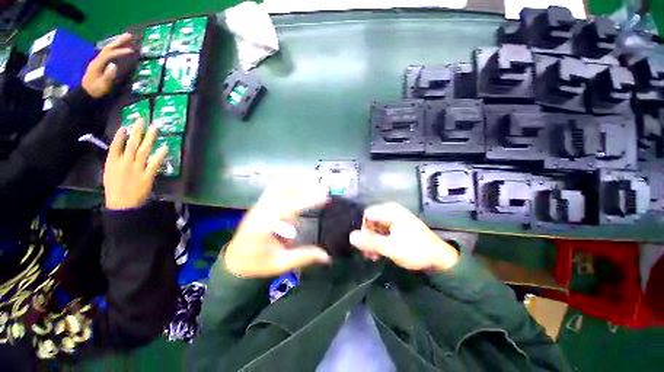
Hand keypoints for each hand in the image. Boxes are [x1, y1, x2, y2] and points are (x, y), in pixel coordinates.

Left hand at [82, 33, 136, 97]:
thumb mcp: (102, 85)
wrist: (87, 94)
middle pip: (109, 47)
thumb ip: (108, 75)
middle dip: (119, 41)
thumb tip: (114, 65)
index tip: (132, 51)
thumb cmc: (96, 91)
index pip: (110, 54)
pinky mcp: (100, 64)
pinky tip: (120, 47)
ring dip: (118, 42)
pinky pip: (109, 53)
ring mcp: (98, 61)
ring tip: (128, 38)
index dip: (120, 51)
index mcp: (98, 64)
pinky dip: (116, 48)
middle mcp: (98, 60)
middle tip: (130, 36)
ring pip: (108, 48)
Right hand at [103, 119, 166, 209]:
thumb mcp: (109, 174)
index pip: (115, 146)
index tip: (126, 126)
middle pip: (131, 144)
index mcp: (112, 163)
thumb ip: (115, 162)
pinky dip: (159, 155)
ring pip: (143, 150)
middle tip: (142, 120)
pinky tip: (165, 147)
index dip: (120, 135)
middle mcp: (124, 163)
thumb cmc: (115, 190)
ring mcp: (136, 169)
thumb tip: (120, 150)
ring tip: (155, 128)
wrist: (122, 205)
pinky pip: (154, 163)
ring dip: (149, 138)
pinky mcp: (147, 176)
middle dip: (137, 131)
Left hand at [224, 181, 331, 277]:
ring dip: (296, 185)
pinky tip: (299, 191)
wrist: (235, 260)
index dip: (306, 200)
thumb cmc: (256, 263)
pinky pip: (275, 189)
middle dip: (302, 187)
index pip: (287, 207)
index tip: (323, 198)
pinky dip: (289, 187)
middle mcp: (260, 211)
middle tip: (320, 191)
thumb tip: (326, 256)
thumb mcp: (280, 263)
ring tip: (312, 188)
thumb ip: (303, 257)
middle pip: (280, 189)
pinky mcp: (260, 205)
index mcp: (263, 226)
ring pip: (277, 186)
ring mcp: (258, 206)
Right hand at [349, 203, 458, 271]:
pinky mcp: (396, 227)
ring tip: (373, 255)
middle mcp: (391, 212)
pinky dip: (378, 241)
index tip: (362, 244)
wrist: (439, 258)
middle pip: (370, 221)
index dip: (362, 229)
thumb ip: (370, 241)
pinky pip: (381, 231)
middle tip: (367, 253)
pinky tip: (378, 253)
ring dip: (372, 241)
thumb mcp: (391, 247)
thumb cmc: (416, 250)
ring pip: (375, 227)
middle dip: (367, 237)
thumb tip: (350, 236)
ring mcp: (394, 219)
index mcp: (390, 211)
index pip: (367, 215)